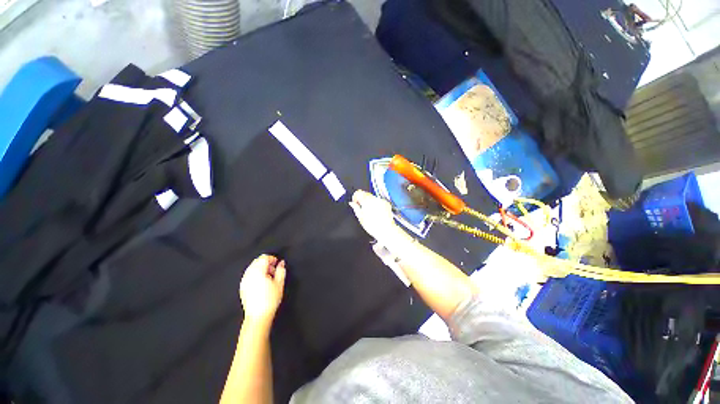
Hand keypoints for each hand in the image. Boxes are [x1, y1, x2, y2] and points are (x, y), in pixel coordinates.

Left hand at [239, 255, 285, 323]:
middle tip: (274, 272)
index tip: (277, 265)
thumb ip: (281, 270)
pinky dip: (255, 274)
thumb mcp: (279, 283)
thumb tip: (281, 263)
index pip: (264, 258)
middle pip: (257, 261)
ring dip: (261, 268)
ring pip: (252, 267)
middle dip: (266, 263)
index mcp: (258, 271)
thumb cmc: (270, 299)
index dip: (272, 259)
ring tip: (268, 278)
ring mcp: (244, 280)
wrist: (258, 316)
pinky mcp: (242, 287)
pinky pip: (249, 274)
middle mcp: (249, 274)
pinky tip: (261, 283)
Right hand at [349, 190, 401, 242]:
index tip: (355, 202)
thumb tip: (352, 203)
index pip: (359, 192)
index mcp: (366, 201)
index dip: (355, 197)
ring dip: (369, 202)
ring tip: (370, 213)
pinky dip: (376, 205)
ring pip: (372, 198)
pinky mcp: (386, 203)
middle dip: (362, 200)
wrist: (386, 230)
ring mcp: (381, 200)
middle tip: (361, 208)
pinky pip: (379, 201)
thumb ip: (356, 208)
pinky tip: (376, 213)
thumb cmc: (373, 226)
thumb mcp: (361, 218)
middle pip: (366, 194)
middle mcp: (374, 199)